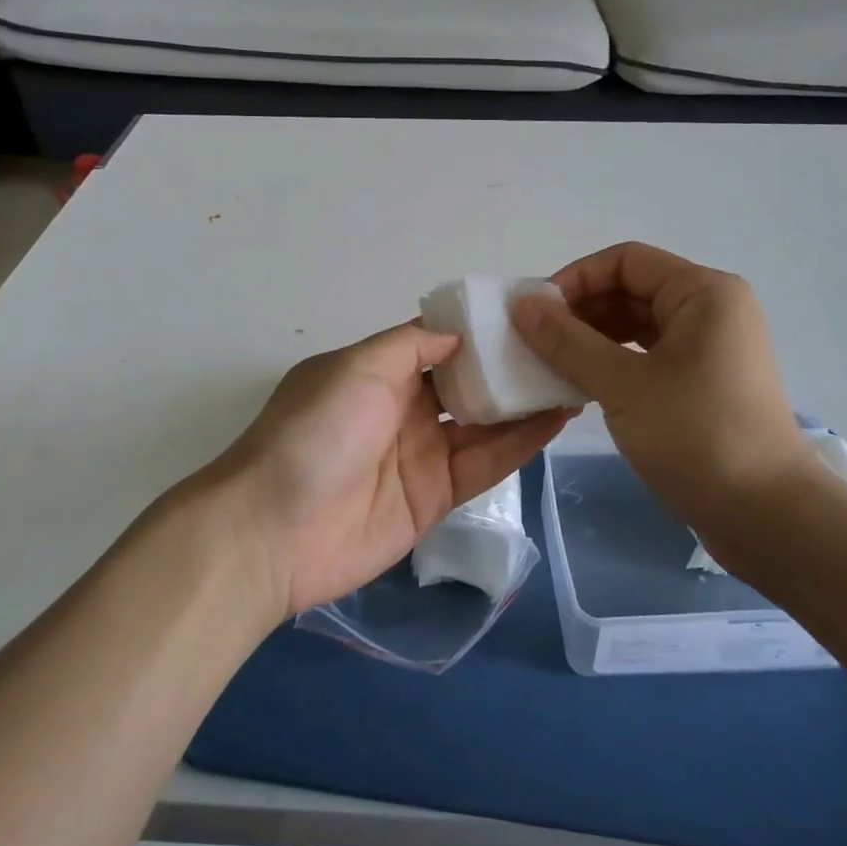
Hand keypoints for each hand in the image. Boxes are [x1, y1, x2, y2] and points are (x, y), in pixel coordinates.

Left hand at [204, 321, 570, 617]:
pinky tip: (556, 419)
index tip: (526, 314)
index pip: (439, 343)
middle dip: (508, 367)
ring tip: (572, 378)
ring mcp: (421, 454)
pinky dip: (520, 443)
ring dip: (523, 403)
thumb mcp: (355, 368)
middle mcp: (404, 408)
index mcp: (379, 372)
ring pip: (484, 423)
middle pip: (466, 382)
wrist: (273, 531)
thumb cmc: (314, 432)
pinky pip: (485, 465)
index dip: (478, 330)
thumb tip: (456, 333)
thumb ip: (410, 346)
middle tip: (564, 347)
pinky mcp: (436, 497)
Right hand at [512, 242, 833, 546]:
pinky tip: (582, 385)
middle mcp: (711, 309)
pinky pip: (648, 356)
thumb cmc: (696, 435)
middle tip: (536, 342)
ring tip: (552, 365)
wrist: (768, 516)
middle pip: (632, 290)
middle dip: (581, 311)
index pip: (625, 261)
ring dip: (592, 339)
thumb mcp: (621, 384)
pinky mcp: (704, 383)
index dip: (576, 279)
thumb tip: (522, 304)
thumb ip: (566, 340)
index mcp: (702, 292)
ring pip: (638, 326)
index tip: (536, 313)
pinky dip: (613, 363)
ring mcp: (710, 348)